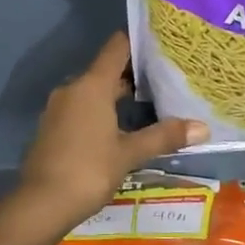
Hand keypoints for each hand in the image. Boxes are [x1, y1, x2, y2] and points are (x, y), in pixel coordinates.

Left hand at [4, 34, 207, 243]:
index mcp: (92, 85)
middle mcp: (73, 88)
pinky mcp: (53, 127)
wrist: (40, 204)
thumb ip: (164, 136)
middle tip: (166, 78)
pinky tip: (120, 128)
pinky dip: (101, 111)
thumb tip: (203, 127)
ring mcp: (59, 108)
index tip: (163, 43)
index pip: (117, 47)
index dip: (139, 41)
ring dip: (117, 95)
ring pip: (93, 91)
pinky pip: (81, 108)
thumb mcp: (129, 154)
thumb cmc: (89, 170)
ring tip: (150, 103)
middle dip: (134, 73)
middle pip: (106, 69)